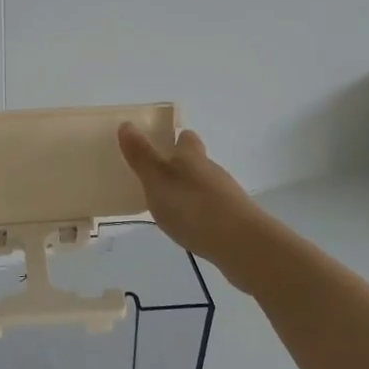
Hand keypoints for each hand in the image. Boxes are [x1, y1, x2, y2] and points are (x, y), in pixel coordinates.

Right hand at [117, 123, 271, 289]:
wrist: (241, 244)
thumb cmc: (192, 206)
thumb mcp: (157, 180)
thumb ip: (141, 155)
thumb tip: (127, 124)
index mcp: (191, 157)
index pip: (185, 138)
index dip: (174, 138)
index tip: (160, 144)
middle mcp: (211, 170)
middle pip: (196, 161)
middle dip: (179, 166)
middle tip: (157, 178)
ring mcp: (226, 195)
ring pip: (204, 185)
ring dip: (188, 191)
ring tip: (169, 205)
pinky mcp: (234, 219)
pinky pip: (211, 209)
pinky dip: (199, 212)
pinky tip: (189, 226)